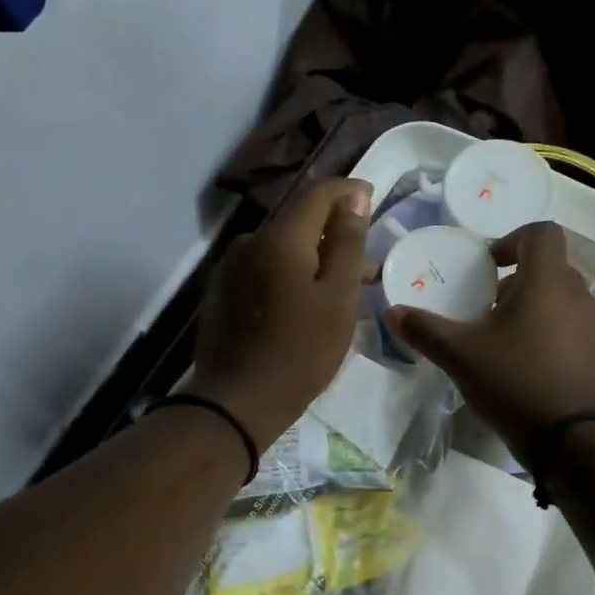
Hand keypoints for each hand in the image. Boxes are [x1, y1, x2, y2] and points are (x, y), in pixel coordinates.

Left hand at [185, 176, 372, 447]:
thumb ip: (347, 243)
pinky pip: (264, 269)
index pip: (318, 191)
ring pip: (281, 248)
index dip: (349, 191)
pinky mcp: (221, 292)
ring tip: (339, 293)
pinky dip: (289, 275)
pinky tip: (303, 305)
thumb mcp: (338, 298)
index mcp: (280, 237)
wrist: (236, 402)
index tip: (373, 200)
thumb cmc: (300, 351)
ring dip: (313, 259)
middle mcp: (250, 241)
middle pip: (299, 221)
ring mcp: (230, 267)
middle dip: (335, 234)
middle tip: (367, 267)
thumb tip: (355, 196)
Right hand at [385, 221, 594, 464]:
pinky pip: (582, 332)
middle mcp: (580, 296)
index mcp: (548, 281)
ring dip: (540, 309)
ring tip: (512, 339)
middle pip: (552, 269)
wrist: (577, 442)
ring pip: (567, 301)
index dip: (513, 240)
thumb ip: (426, 329)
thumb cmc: (517, 382)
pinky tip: (539, 364)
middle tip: (490, 308)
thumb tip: (392, 311)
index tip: (489, 266)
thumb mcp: (461, 355)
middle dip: (520, 281)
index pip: (542, 233)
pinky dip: (560, 336)